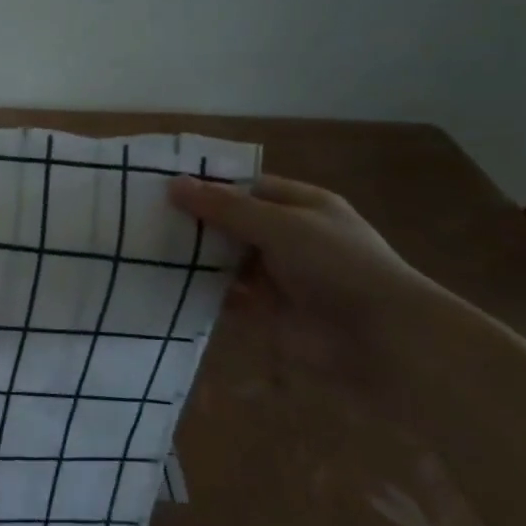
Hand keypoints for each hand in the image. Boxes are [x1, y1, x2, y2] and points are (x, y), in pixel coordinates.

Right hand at [168, 174, 442, 388]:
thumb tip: (173, 184)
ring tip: (144, 247)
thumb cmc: (337, 266)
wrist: (383, 341)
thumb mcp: (280, 225)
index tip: (162, 185)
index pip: (246, 187)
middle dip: (195, 221)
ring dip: (195, 257)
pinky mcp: (267, 313)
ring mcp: (278, 277)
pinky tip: (165, 284)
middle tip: (142, 216)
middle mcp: (288, 238)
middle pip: (232, 223)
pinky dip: (201, 292)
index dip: (208, 185)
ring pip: (226, 260)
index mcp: (301, 206)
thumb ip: (225, 207)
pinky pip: (226, 297)